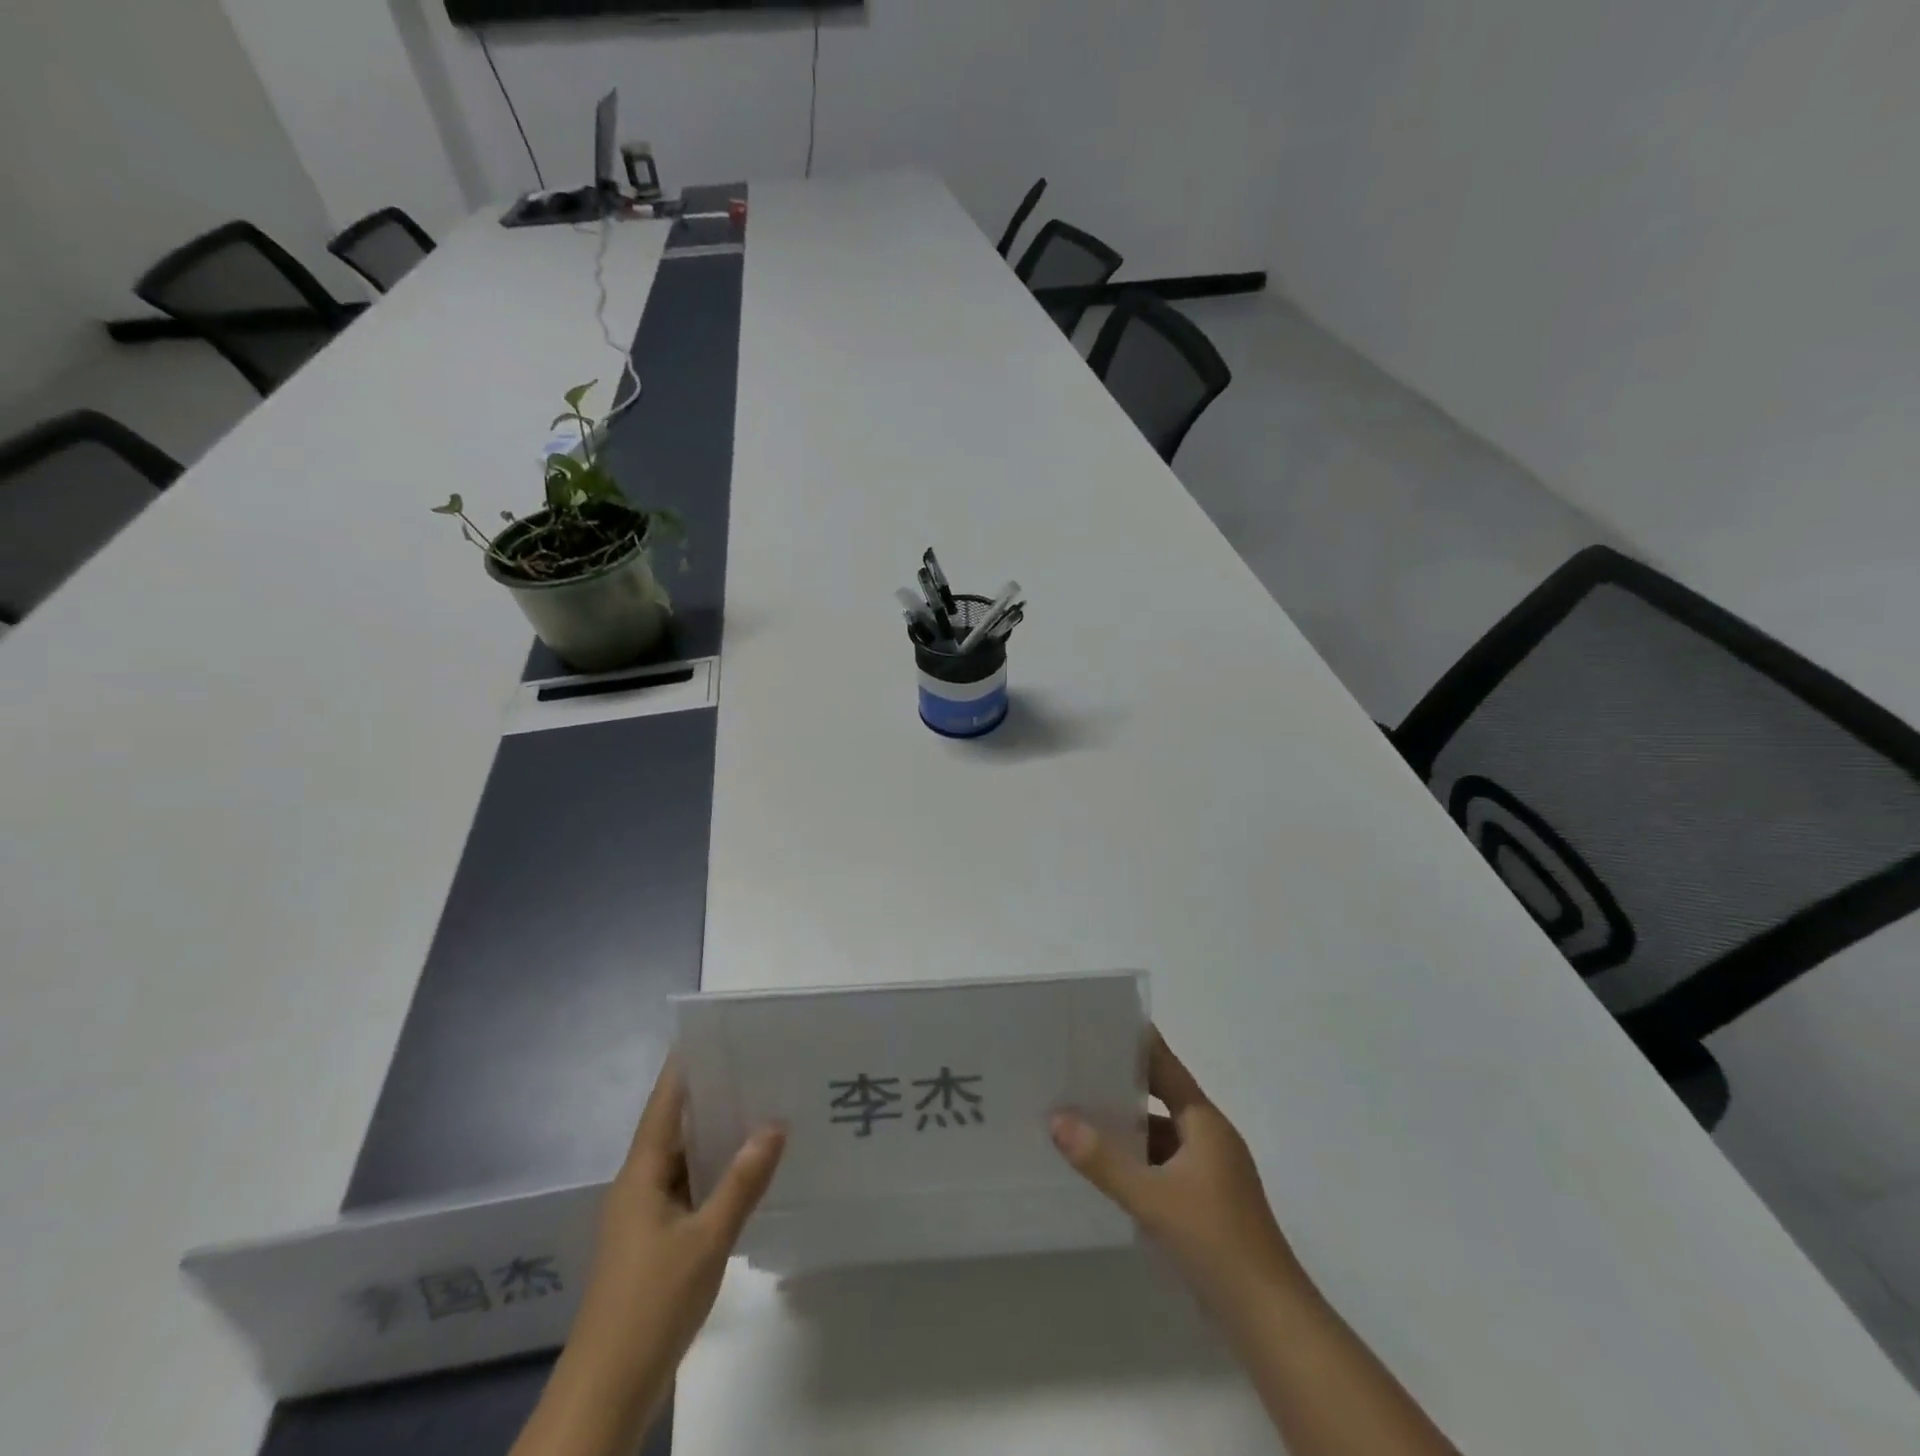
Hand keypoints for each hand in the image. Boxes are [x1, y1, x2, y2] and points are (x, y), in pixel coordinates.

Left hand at [514, 1057, 783, 1455]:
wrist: (607, 1392)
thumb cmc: (651, 1304)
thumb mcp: (707, 1239)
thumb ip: (742, 1181)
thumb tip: (775, 1124)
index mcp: (640, 1174)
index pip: (664, 1104)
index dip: (685, 1067)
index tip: (716, 1033)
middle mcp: (638, 1186)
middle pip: (674, 1127)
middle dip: (711, 1096)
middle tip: (756, 1065)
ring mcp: (644, 1217)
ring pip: (683, 1161)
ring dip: (715, 1137)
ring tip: (760, 1106)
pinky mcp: (653, 1244)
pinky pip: (687, 1190)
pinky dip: (714, 1173)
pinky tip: (745, 1171)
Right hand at [1051, 1029, 1305, 1316]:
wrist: (1268, 1317)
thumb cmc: (1215, 1240)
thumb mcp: (1152, 1198)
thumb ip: (1103, 1160)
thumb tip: (1056, 1119)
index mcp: (1204, 1122)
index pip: (1166, 1067)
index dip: (1137, 1044)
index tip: (1102, 1024)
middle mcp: (1209, 1138)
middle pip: (1161, 1099)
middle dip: (1122, 1087)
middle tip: (1076, 1071)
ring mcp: (1210, 1173)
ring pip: (1161, 1137)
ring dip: (1127, 1130)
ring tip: (1079, 1118)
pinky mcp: (1206, 1204)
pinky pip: (1164, 1167)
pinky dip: (1138, 1163)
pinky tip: (1106, 1170)